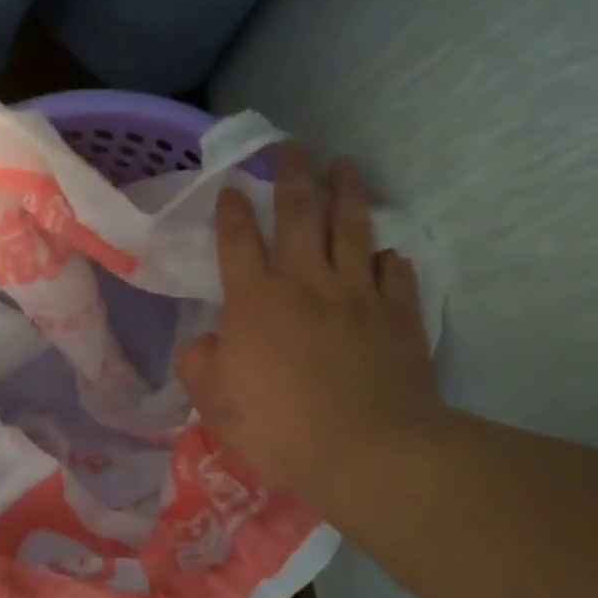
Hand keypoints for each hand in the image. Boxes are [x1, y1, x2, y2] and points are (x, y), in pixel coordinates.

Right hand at [175, 146, 441, 512]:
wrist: (366, 451)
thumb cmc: (280, 429)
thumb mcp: (216, 406)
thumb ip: (201, 367)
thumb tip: (204, 344)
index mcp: (255, 301)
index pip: (238, 242)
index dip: (232, 212)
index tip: (231, 187)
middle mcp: (306, 283)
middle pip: (299, 215)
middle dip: (293, 176)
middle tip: (295, 146)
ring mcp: (357, 294)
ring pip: (352, 228)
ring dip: (347, 192)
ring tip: (346, 165)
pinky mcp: (397, 314)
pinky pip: (394, 274)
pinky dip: (388, 259)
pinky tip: (387, 252)